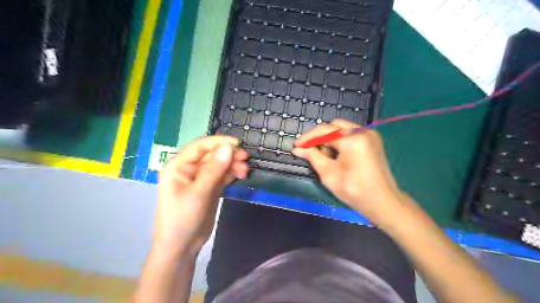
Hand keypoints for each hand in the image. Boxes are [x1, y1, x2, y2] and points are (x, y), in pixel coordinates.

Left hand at [155, 136, 249, 254]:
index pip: (200, 146)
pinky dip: (232, 174)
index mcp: (178, 166)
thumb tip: (229, 148)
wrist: (182, 246)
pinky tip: (241, 175)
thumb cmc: (183, 218)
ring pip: (219, 165)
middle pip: (212, 155)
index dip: (219, 142)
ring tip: (245, 170)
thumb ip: (214, 169)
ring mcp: (200, 179)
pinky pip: (222, 176)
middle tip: (246, 158)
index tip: (238, 144)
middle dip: (229, 155)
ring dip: (233, 165)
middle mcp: (189, 169)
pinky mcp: (209, 188)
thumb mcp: (198, 193)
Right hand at [293, 119, 406, 222]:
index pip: (324, 130)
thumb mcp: (329, 174)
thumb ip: (312, 157)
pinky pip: (351, 135)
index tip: (296, 146)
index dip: (308, 138)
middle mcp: (363, 131)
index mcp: (353, 139)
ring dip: (330, 139)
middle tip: (310, 151)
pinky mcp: (373, 141)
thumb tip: (298, 149)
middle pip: (334, 125)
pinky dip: (340, 142)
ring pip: (342, 129)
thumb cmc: (354, 190)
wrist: (384, 203)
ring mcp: (370, 135)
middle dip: (320, 137)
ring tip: (326, 158)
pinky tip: (337, 156)